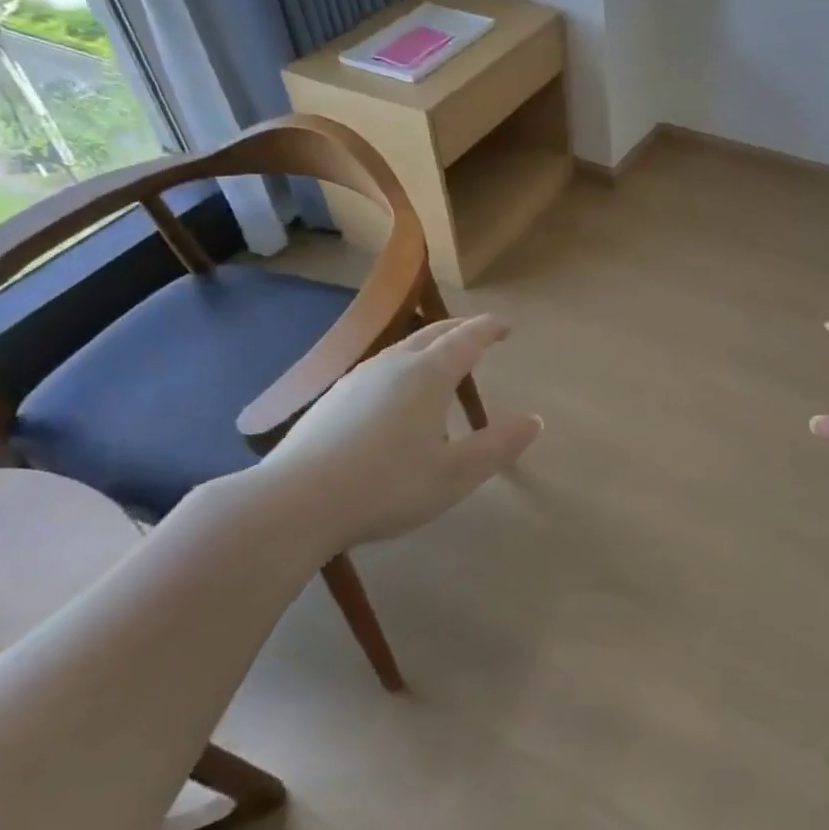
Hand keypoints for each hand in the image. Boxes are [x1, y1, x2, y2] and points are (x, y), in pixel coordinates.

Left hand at [248, 314, 541, 554]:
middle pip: (433, 333)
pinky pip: (380, 367)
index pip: (466, 338)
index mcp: (427, 375)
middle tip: (480, 333)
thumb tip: (533, 420)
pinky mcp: (332, 399)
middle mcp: (392, 365)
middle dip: (461, 329)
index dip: (489, 329)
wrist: (294, 502)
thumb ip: (497, 446)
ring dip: (429, 346)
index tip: (505, 326)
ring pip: (402, 348)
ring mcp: (357, 379)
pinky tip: (395, 394)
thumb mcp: (454, 474)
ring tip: (441, 360)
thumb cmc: (386, 486)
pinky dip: (403, 365)